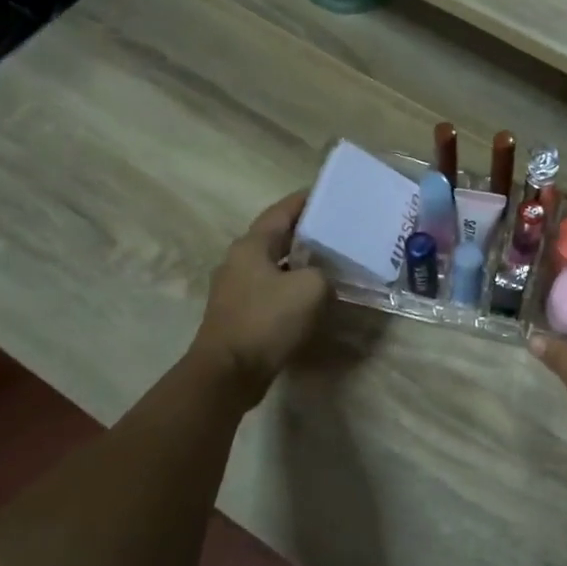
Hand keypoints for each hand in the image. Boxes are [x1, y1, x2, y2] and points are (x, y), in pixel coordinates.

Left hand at [192, 192, 330, 407]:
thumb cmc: (268, 321)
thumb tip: (320, 278)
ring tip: (330, 260)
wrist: (229, 372)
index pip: (281, 212)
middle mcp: (239, 261)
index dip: (305, 201)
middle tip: (336, 228)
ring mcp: (236, 288)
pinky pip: (271, 289)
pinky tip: (313, 295)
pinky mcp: (240, 313)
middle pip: (277, 237)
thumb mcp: (311, 288)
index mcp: (251, 245)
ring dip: (300, 262)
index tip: (328, 193)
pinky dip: (292, 286)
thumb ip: (323, 274)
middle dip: (306, 232)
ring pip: (274, 265)